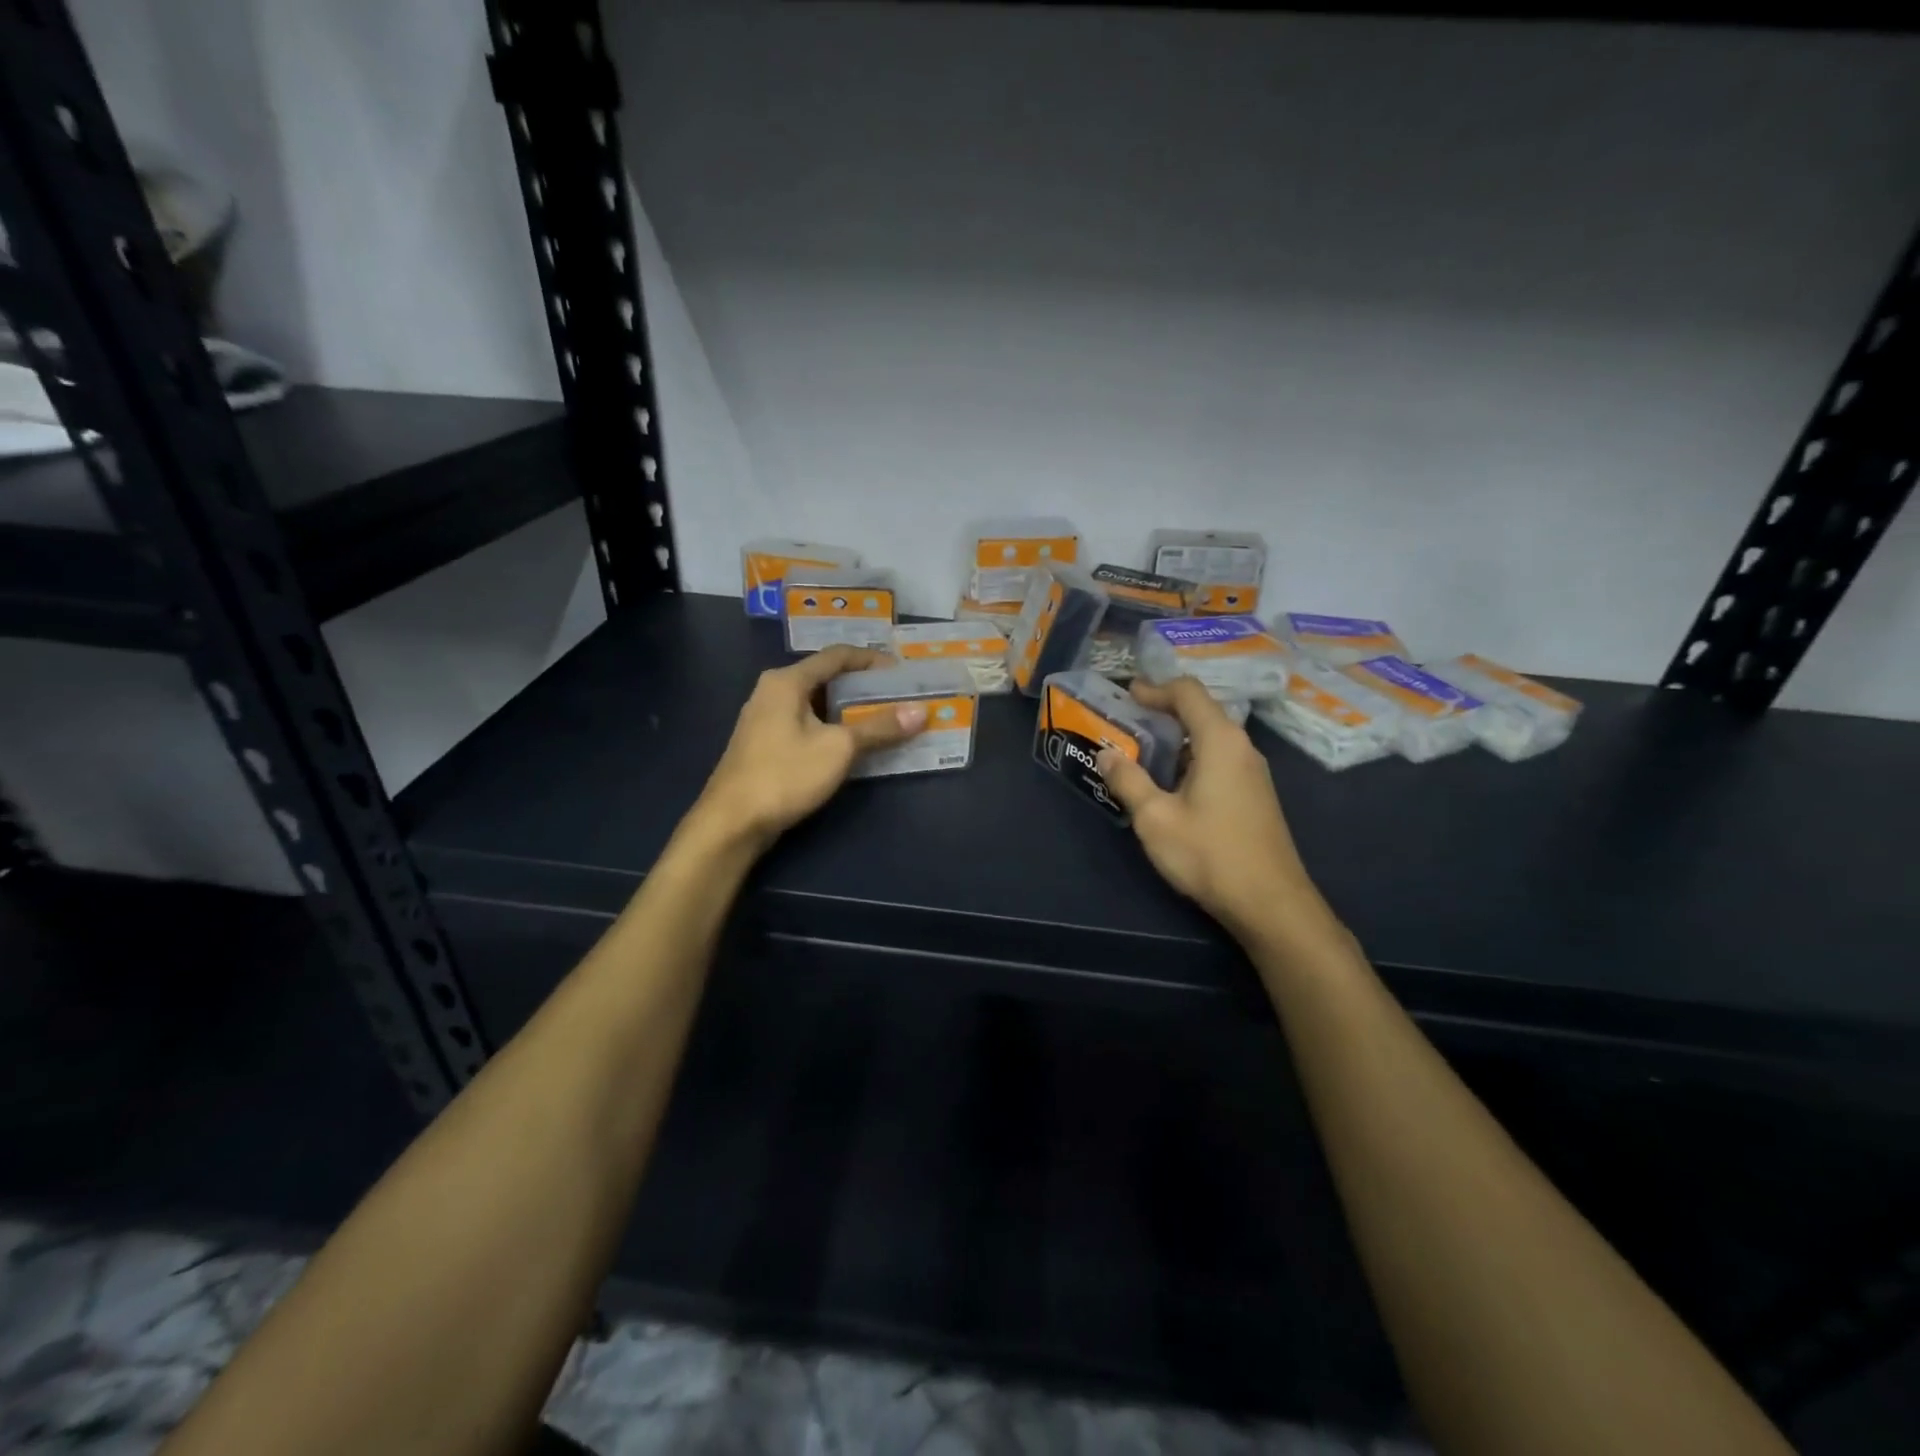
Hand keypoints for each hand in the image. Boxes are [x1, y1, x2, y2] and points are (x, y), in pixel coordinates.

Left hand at [694, 646, 925, 850]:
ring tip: (881, 719)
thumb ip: (879, 727)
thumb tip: (920, 711)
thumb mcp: (839, 748)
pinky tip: (851, 745)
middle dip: (862, 686)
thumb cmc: (785, 775)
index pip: (837, 656)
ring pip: (816, 703)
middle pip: (825, 678)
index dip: (871, 660)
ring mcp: (765, 718)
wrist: (732, 822)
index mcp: (787, 681)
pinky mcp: (765, 744)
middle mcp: (772, 691)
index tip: (901, 672)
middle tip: (896, 697)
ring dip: (848, 710)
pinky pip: (806, 724)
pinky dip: (831, 727)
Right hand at [1096, 678, 1323, 939]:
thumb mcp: (1155, 818)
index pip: (1188, 692)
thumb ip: (1128, 781)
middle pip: (1201, 711)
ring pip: (1210, 738)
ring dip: (1175, 738)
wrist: (1270, 903)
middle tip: (1126, 721)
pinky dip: (1190, 757)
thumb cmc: (1209, 854)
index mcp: (1220, 741)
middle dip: (1162, 711)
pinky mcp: (1254, 795)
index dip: (1155, 688)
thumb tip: (1106, 753)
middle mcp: (1241, 747)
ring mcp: (1252, 772)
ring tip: (1140, 751)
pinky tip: (1169, 783)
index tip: (1126, 695)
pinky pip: (1219, 759)